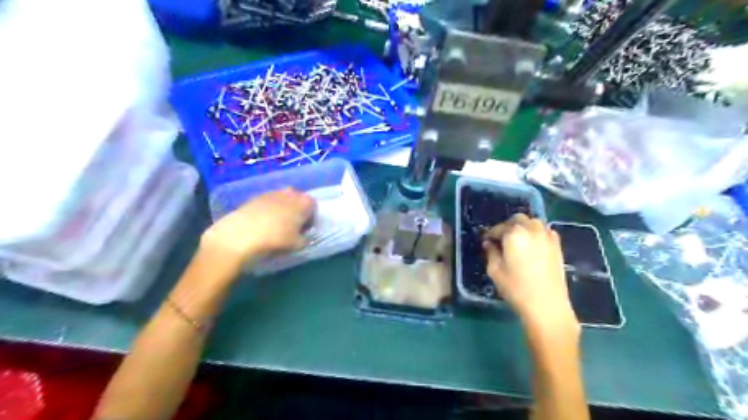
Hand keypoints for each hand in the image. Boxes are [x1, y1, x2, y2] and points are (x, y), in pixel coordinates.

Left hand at [201, 187, 312, 264]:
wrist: (241, 235)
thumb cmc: (276, 239)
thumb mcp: (297, 245)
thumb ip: (304, 239)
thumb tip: (303, 237)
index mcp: (304, 202)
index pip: (313, 206)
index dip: (310, 218)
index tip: (305, 229)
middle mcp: (290, 193)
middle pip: (297, 200)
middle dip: (296, 210)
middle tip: (292, 226)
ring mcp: (271, 193)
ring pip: (281, 200)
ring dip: (281, 210)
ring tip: (275, 226)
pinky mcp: (254, 197)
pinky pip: (267, 203)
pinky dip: (267, 211)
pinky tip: (261, 225)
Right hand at [482, 215, 573, 325]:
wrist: (547, 306)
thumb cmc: (516, 289)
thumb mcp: (495, 271)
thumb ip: (491, 253)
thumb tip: (489, 243)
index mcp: (514, 234)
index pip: (498, 228)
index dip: (490, 234)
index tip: (486, 241)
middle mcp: (531, 229)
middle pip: (517, 219)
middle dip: (507, 226)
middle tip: (501, 240)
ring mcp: (547, 236)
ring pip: (532, 222)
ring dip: (523, 227)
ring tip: (517, 240)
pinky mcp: (557, 245)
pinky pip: (544, 230)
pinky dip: (536, 232)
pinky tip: (532, 245)